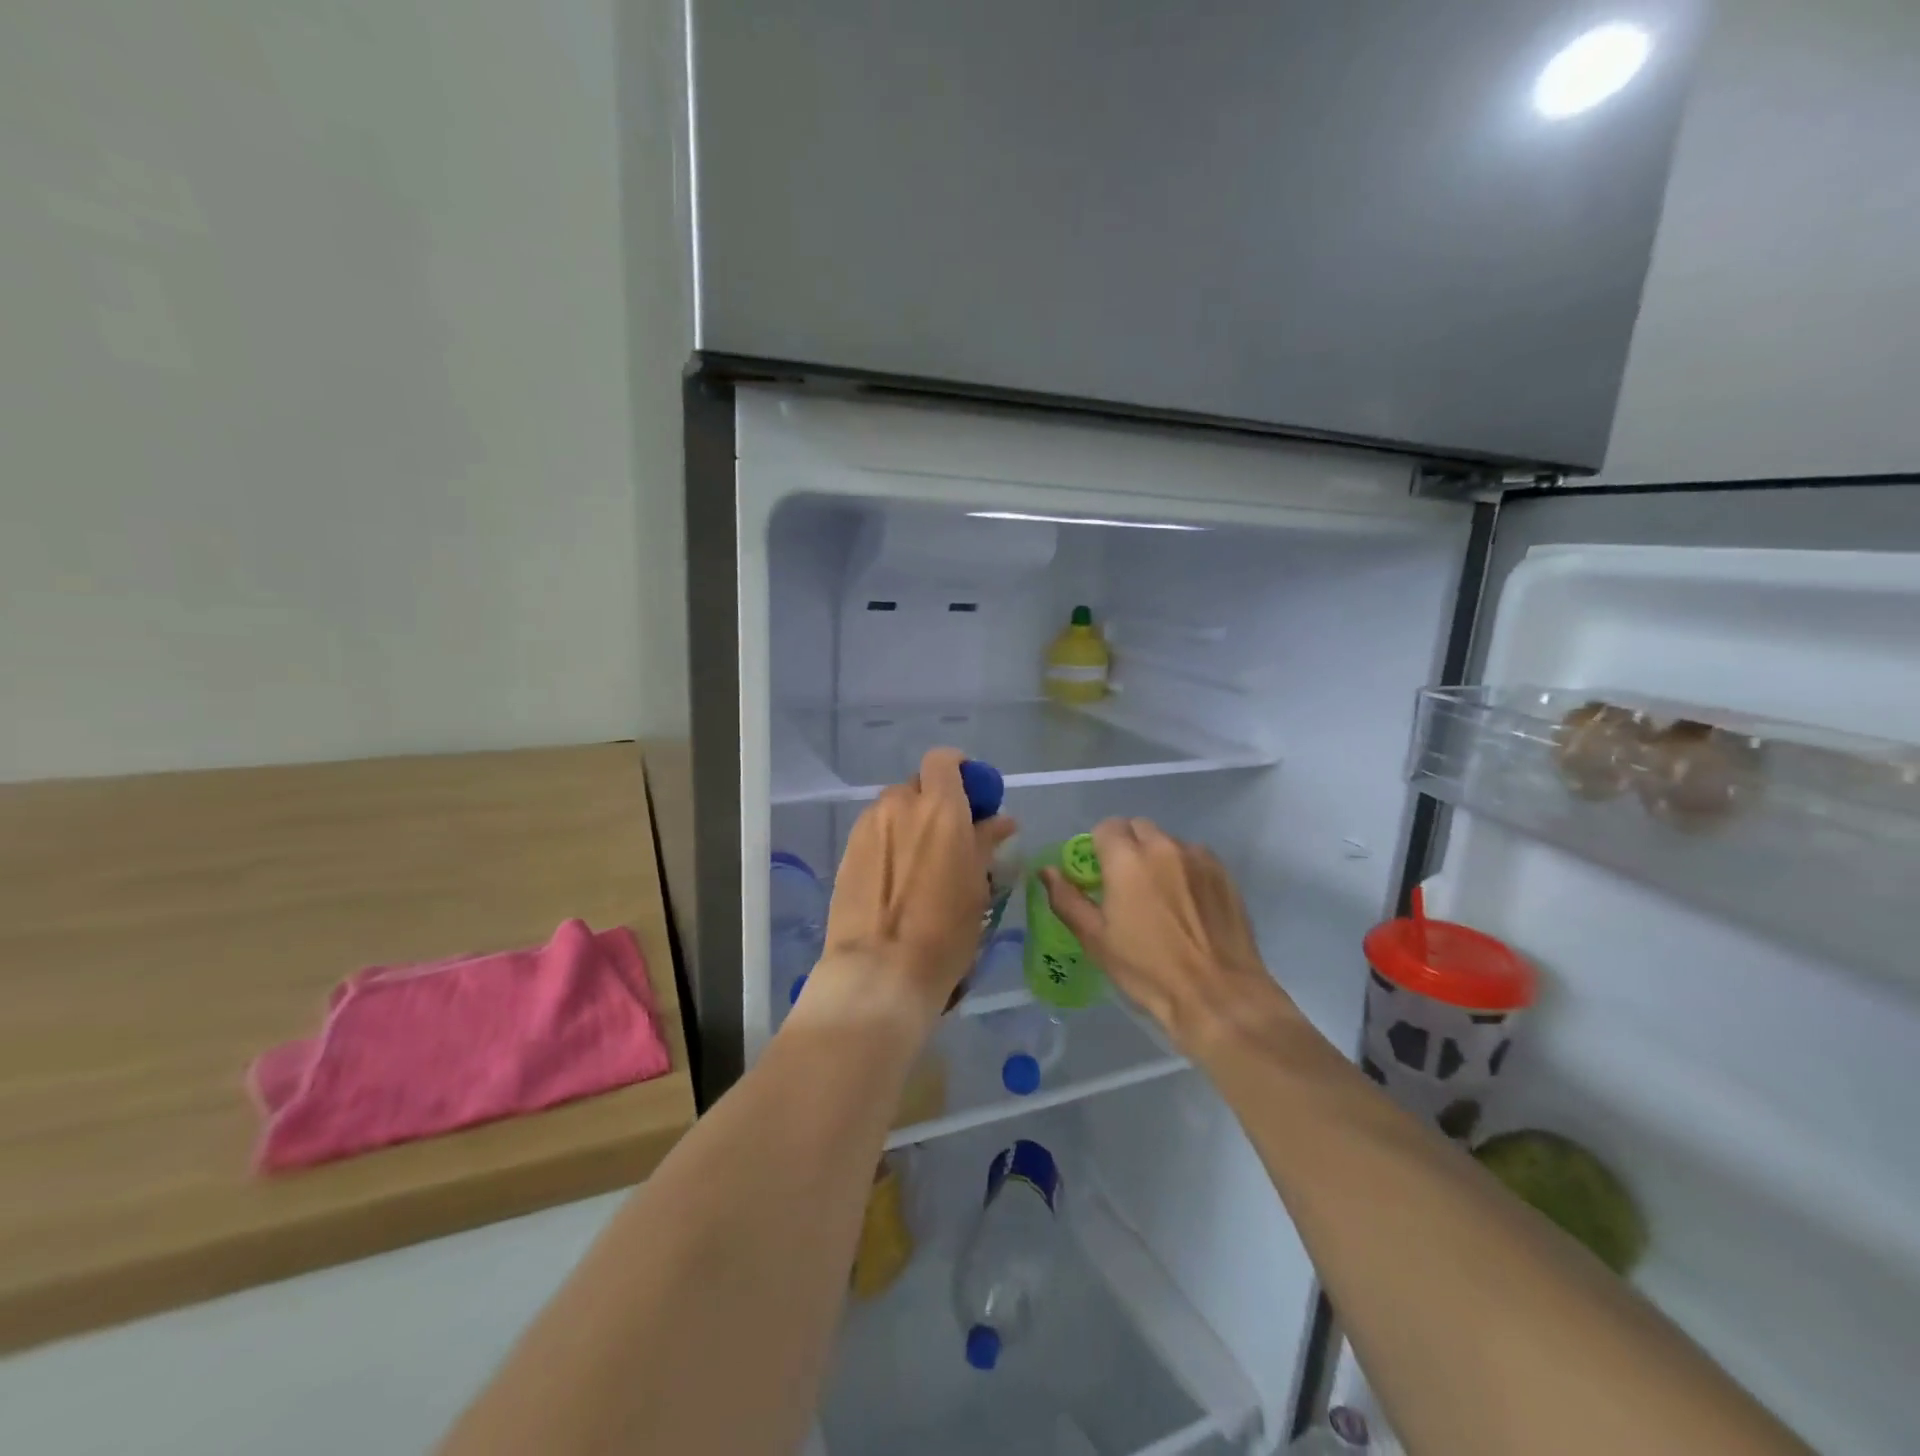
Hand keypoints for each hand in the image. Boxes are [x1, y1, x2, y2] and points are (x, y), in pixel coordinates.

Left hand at [806, 748, 1016, 1029]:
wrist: (880, 970)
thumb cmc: (944, 932)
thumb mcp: (976, 887)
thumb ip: (984, 843)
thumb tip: (999, 821)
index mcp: (939, 808)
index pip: (943, 760)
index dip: (959, 770)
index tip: (972, 796)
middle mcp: (899, 805)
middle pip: (918, 785)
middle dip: (935, 802)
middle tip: (951, 837)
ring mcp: (868, 826)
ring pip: (894, 809)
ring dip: (911, 822)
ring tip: (922, 862)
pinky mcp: (847, 850)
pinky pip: (876, 831)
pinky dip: (891, 841)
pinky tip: (897, 877)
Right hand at [1040, 818, 1296, 1056]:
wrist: (1218, 996)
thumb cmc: (1148, 970)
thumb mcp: (1096, 940)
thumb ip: (1067, 899)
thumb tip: (1047, 871)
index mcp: (1127, 859)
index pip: (1106, 827)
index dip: (1097, 847)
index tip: (1098, 874)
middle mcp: (1164, 847)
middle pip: (1138, 828)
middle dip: (1127, 846)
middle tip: (1125, 884)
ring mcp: (1198, 858)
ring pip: (1168, 842)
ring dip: (1158, 857)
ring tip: (1160, 897)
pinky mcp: (1224, 874)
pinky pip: (1195, 858)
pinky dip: (1185, 870)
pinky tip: (1188, 905)